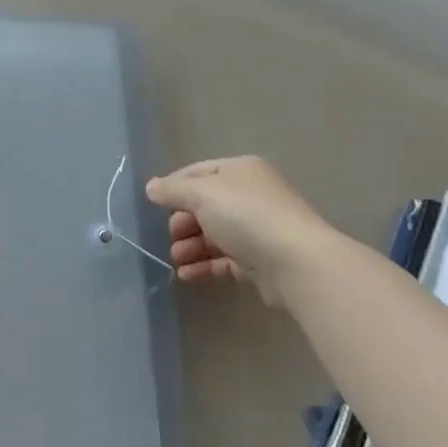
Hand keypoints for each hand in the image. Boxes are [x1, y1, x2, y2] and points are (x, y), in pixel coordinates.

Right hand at [145, 155, 332, 298]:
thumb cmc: (245, 215)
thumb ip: (173, 190)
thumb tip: (151, 187)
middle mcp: (251, 196)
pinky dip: (204, 265)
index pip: (198, 172)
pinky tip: (186, 275)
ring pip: (214, 234)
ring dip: (191, 246)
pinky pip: (225, 260)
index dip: (174, 186)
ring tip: (176, 259)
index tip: (154, 204)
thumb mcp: (202, 194)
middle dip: (183, 221)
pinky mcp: (261, 261)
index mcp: (240, 170)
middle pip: (206, 205)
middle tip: (170, 236)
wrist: (296, 262)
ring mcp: (258, 230)